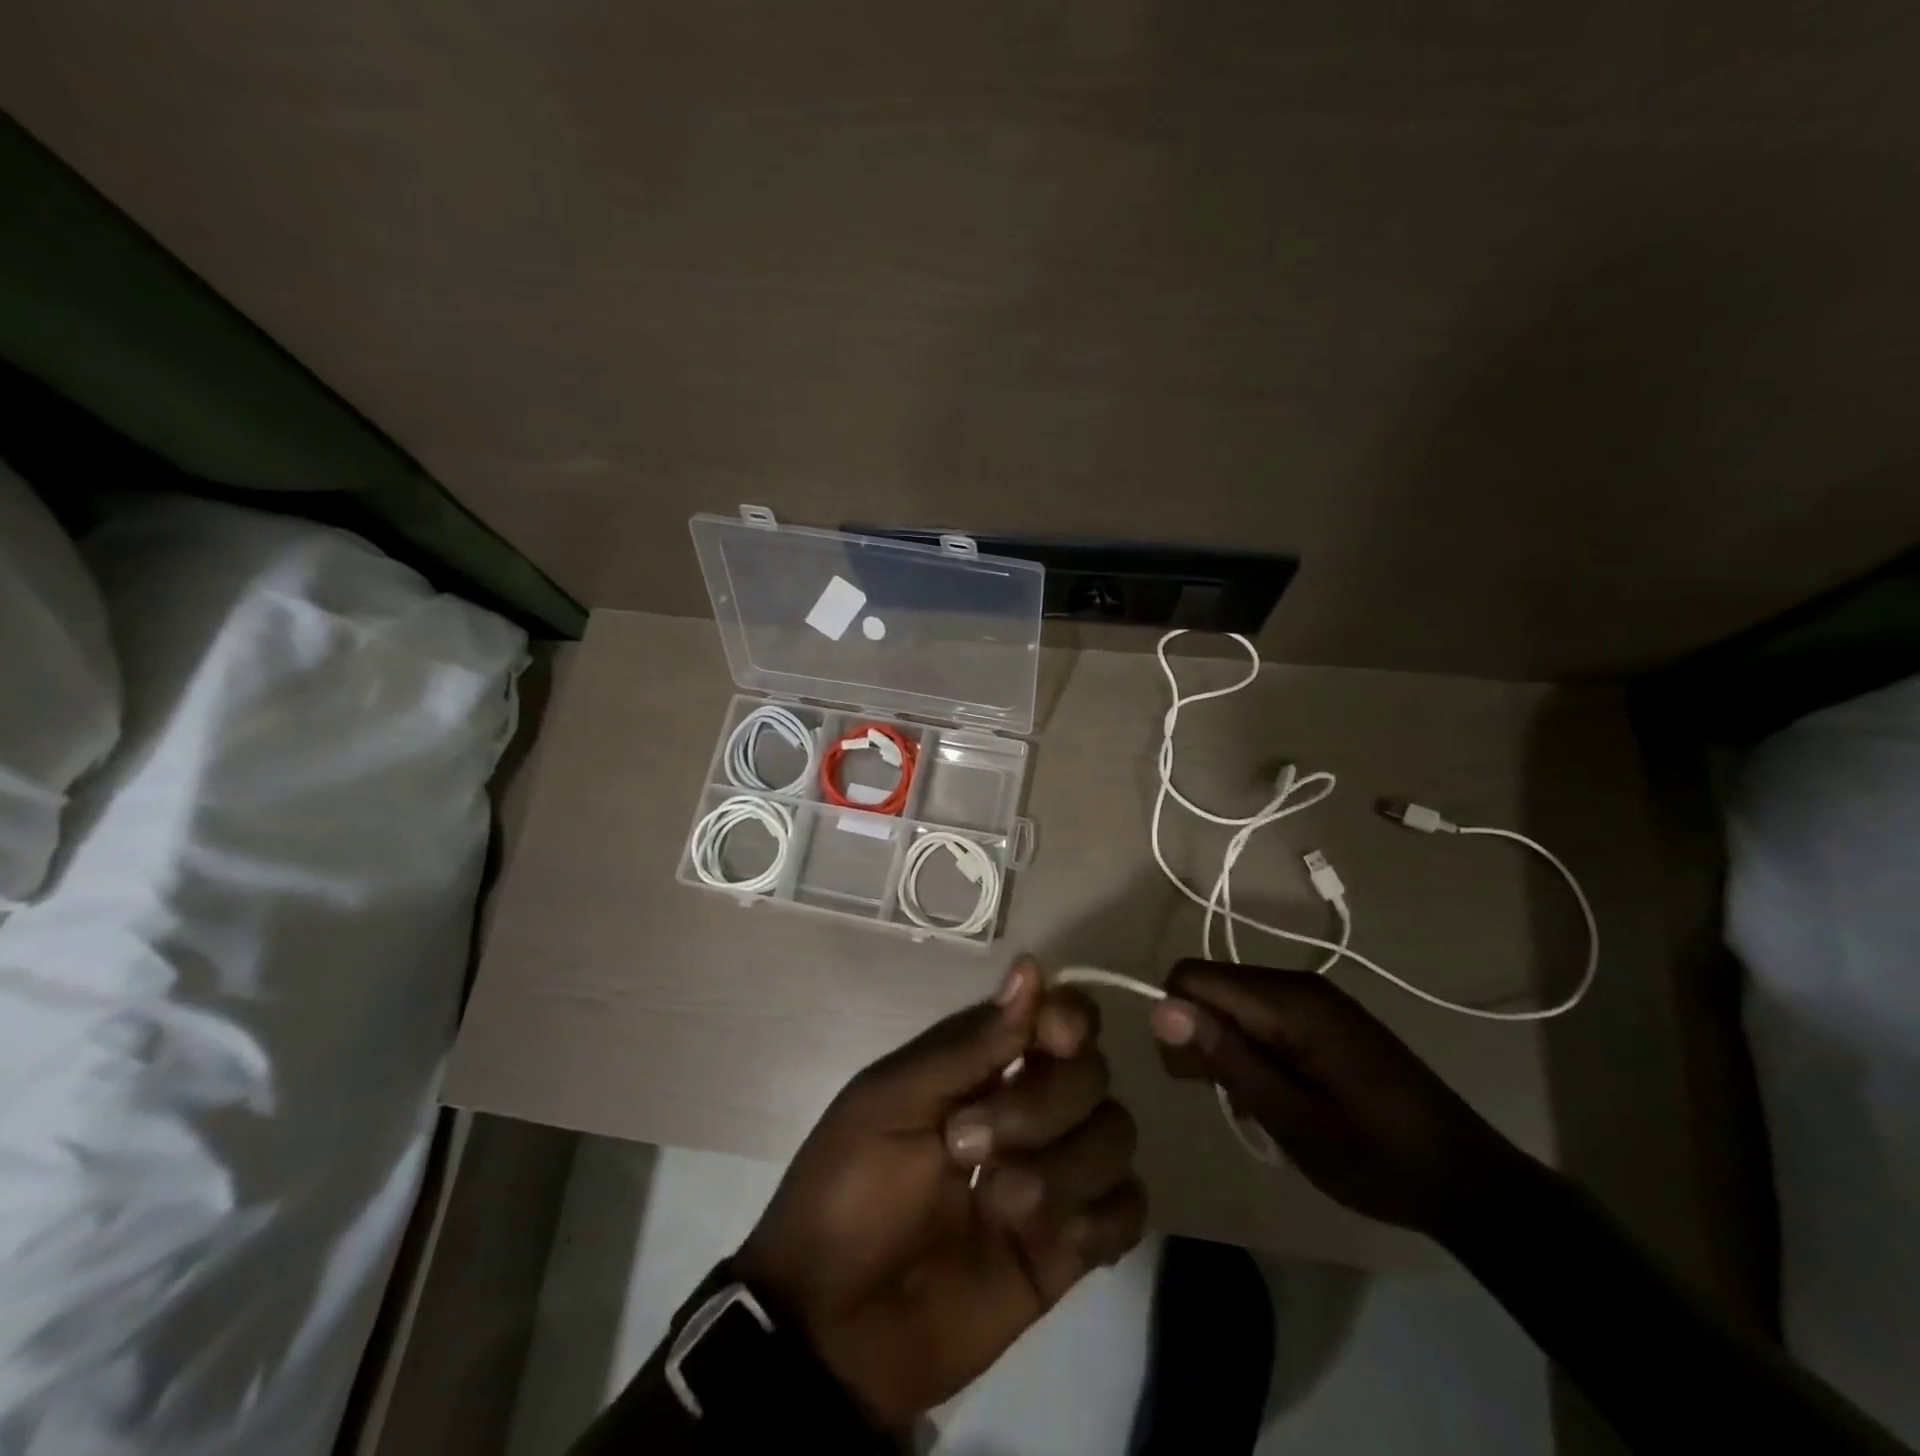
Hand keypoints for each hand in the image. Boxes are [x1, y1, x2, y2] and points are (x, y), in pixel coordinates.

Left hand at [736, 957, 1146, 1427]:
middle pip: (1092, 1074)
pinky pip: (1128, 1211)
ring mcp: (1055, 1176)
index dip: (1069, 1019)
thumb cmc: (848, 1192)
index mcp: (984, 1066)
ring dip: (1063, 1168)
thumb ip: (968, 1045)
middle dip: (1040, 1107)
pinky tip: (1050, 1238)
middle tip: (965, 1147)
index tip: (1052, 1039)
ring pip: (1116, 1136)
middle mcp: (1031, 1108)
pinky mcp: (1071, 1247)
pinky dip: (1101, 1218)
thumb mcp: (890, 1102)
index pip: (1060, 1018)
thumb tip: (1032, 968)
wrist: (832, 1328)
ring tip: (995, 1205)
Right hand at [1149, 959, 1531, 1237]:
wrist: (1470, 1182)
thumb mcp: (1291, 1116)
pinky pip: (1261, 1019)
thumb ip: (1225, 1056)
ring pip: (1233, 1005)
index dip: (1174, 1018)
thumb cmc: (1377, 1156)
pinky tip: (1270, 1095)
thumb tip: (1160, 1007)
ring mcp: (1315, 1001)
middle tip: (1217, 1096)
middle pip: (1212, 987)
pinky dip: (1250, 1052)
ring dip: (1224, 1049)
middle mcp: (1298, 985)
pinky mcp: (1325, 1021)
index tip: (1187, 1073)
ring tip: (1247, 1104)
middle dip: (1197, 1035)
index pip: (1193, 977)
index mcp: (1290, 1000)